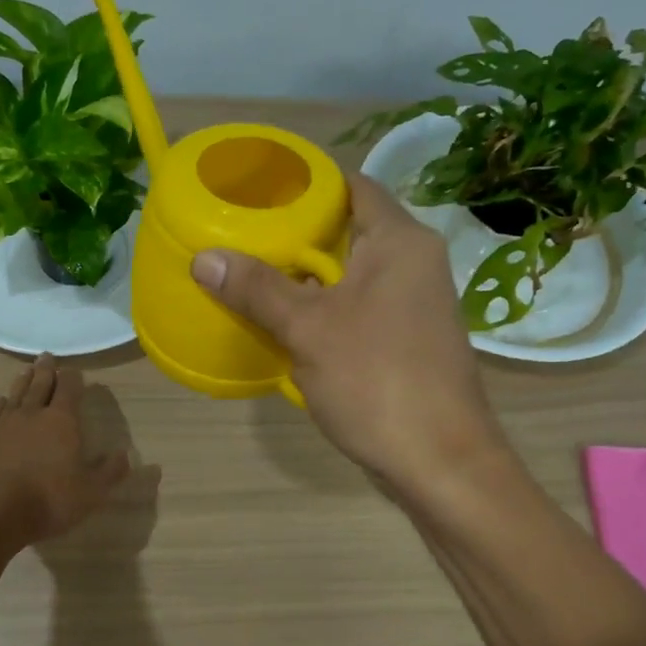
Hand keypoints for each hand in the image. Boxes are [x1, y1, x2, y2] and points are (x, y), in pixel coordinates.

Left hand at [0, 355, 130, 544]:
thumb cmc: (49, 499)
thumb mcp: (91, 491)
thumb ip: (110, 471)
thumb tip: (125, 455)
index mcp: (62, 421)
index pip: (69, 389)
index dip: (73, 378)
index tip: (75, 370)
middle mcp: (32, 415)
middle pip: (40, 385)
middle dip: (46, 371)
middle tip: (46, 356)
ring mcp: (4, 426)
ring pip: (16, 395)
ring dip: (23, 381)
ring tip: (26, 370)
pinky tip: (0, 400)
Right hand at [190, 173, 505, 486]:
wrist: (441, 462)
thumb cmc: (377, 380)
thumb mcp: (308, 329)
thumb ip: (258, 289)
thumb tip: (204, 257)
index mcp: (400, 242)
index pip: (353, 186)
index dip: (307, 184)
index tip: (259, 193)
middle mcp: (415, 263)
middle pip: (350, 231)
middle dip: (297, 237)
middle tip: (244, 237)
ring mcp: (415, 305)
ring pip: (353, 276)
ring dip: (309, 280)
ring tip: (254, 278)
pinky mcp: (409, 341)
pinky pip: (361, 309)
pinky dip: (327, 311)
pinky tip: (288, 326)